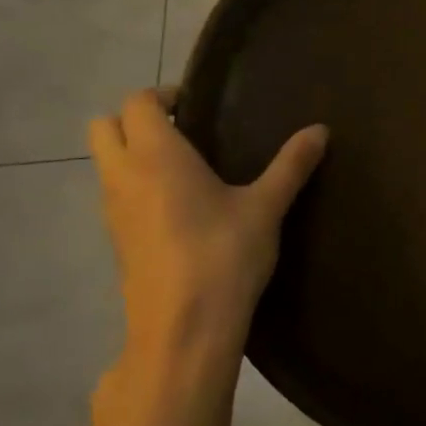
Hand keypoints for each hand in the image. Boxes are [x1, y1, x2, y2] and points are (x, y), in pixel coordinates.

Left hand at [88, 90, 326, 389]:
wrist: (183, 330)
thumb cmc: (223, 255)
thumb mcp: (266, 207)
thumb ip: (291, 165)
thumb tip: (321, 130)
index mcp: (156, 155)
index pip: (137, 102)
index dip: (163, 96)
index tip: (197, 105)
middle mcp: (124, 176)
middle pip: (104, 127)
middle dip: (136, 120)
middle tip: (185, 131)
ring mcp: (113, 212)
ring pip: (105, 164)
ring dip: (133, 154)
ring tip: (186, 169)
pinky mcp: (117, 243)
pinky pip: (115, 197)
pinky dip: (136, 187)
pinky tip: (180, 209)